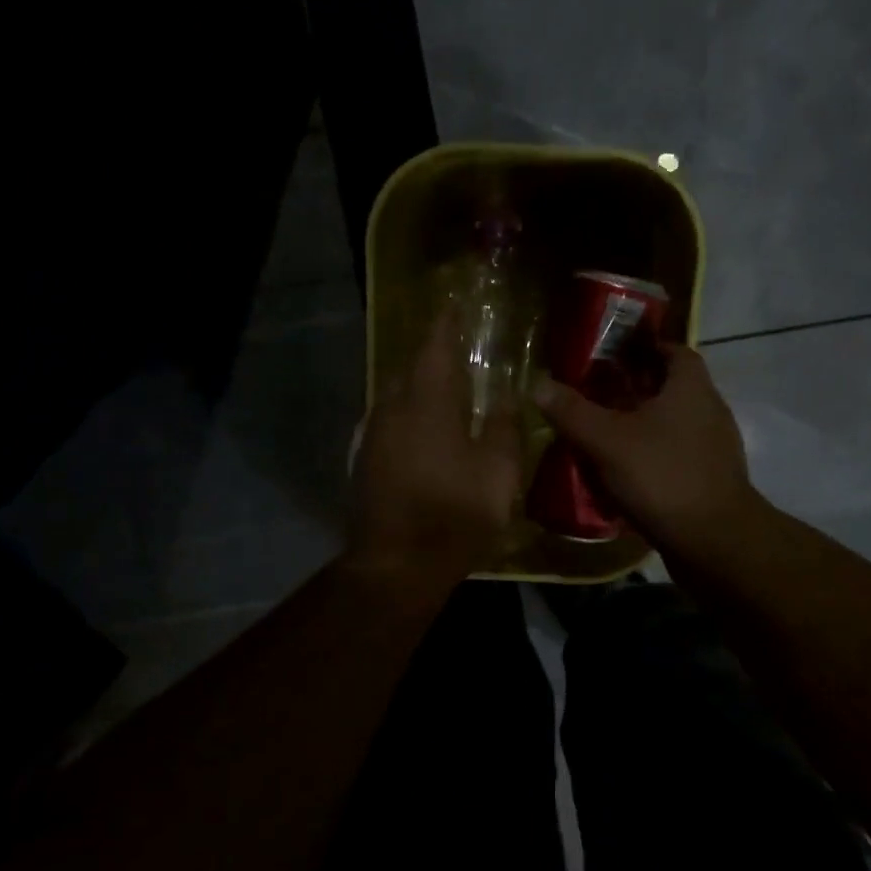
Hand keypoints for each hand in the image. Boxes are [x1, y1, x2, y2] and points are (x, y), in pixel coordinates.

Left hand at [348, 307, 523, 589]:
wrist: (396, 564)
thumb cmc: (455, 512)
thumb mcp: (497, 471)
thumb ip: (503, 427)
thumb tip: (504, 396)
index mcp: (428, 401)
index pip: (435, 346)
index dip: (445, 324)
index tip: (454, 306)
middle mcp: (393, 407)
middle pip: (411, 367)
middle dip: (432, 354)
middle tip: (457, 350)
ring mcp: (374, 434)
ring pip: (396, 394)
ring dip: (419, 385)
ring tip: (445, 388)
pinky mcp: (366, 459)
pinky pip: (389, 419)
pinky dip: (409, 412)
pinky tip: (425, 428)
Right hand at [533, 344, 762, 560]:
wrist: (714, 542)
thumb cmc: (662, 476)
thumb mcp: (607, 441)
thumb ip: (572, 411)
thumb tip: (538, 384)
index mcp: (691, 387)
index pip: (673, 350)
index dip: (643, 347)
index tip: (612, 354)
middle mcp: (709, 409)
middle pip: (670, 386)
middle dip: (635, 387)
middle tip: (596, 392)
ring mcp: (714, 446)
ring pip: (673, 422)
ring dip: (642, 423)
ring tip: (604, 431)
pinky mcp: (710, 478)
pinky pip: (676, 453)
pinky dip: (652, 454)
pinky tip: (623, 470)